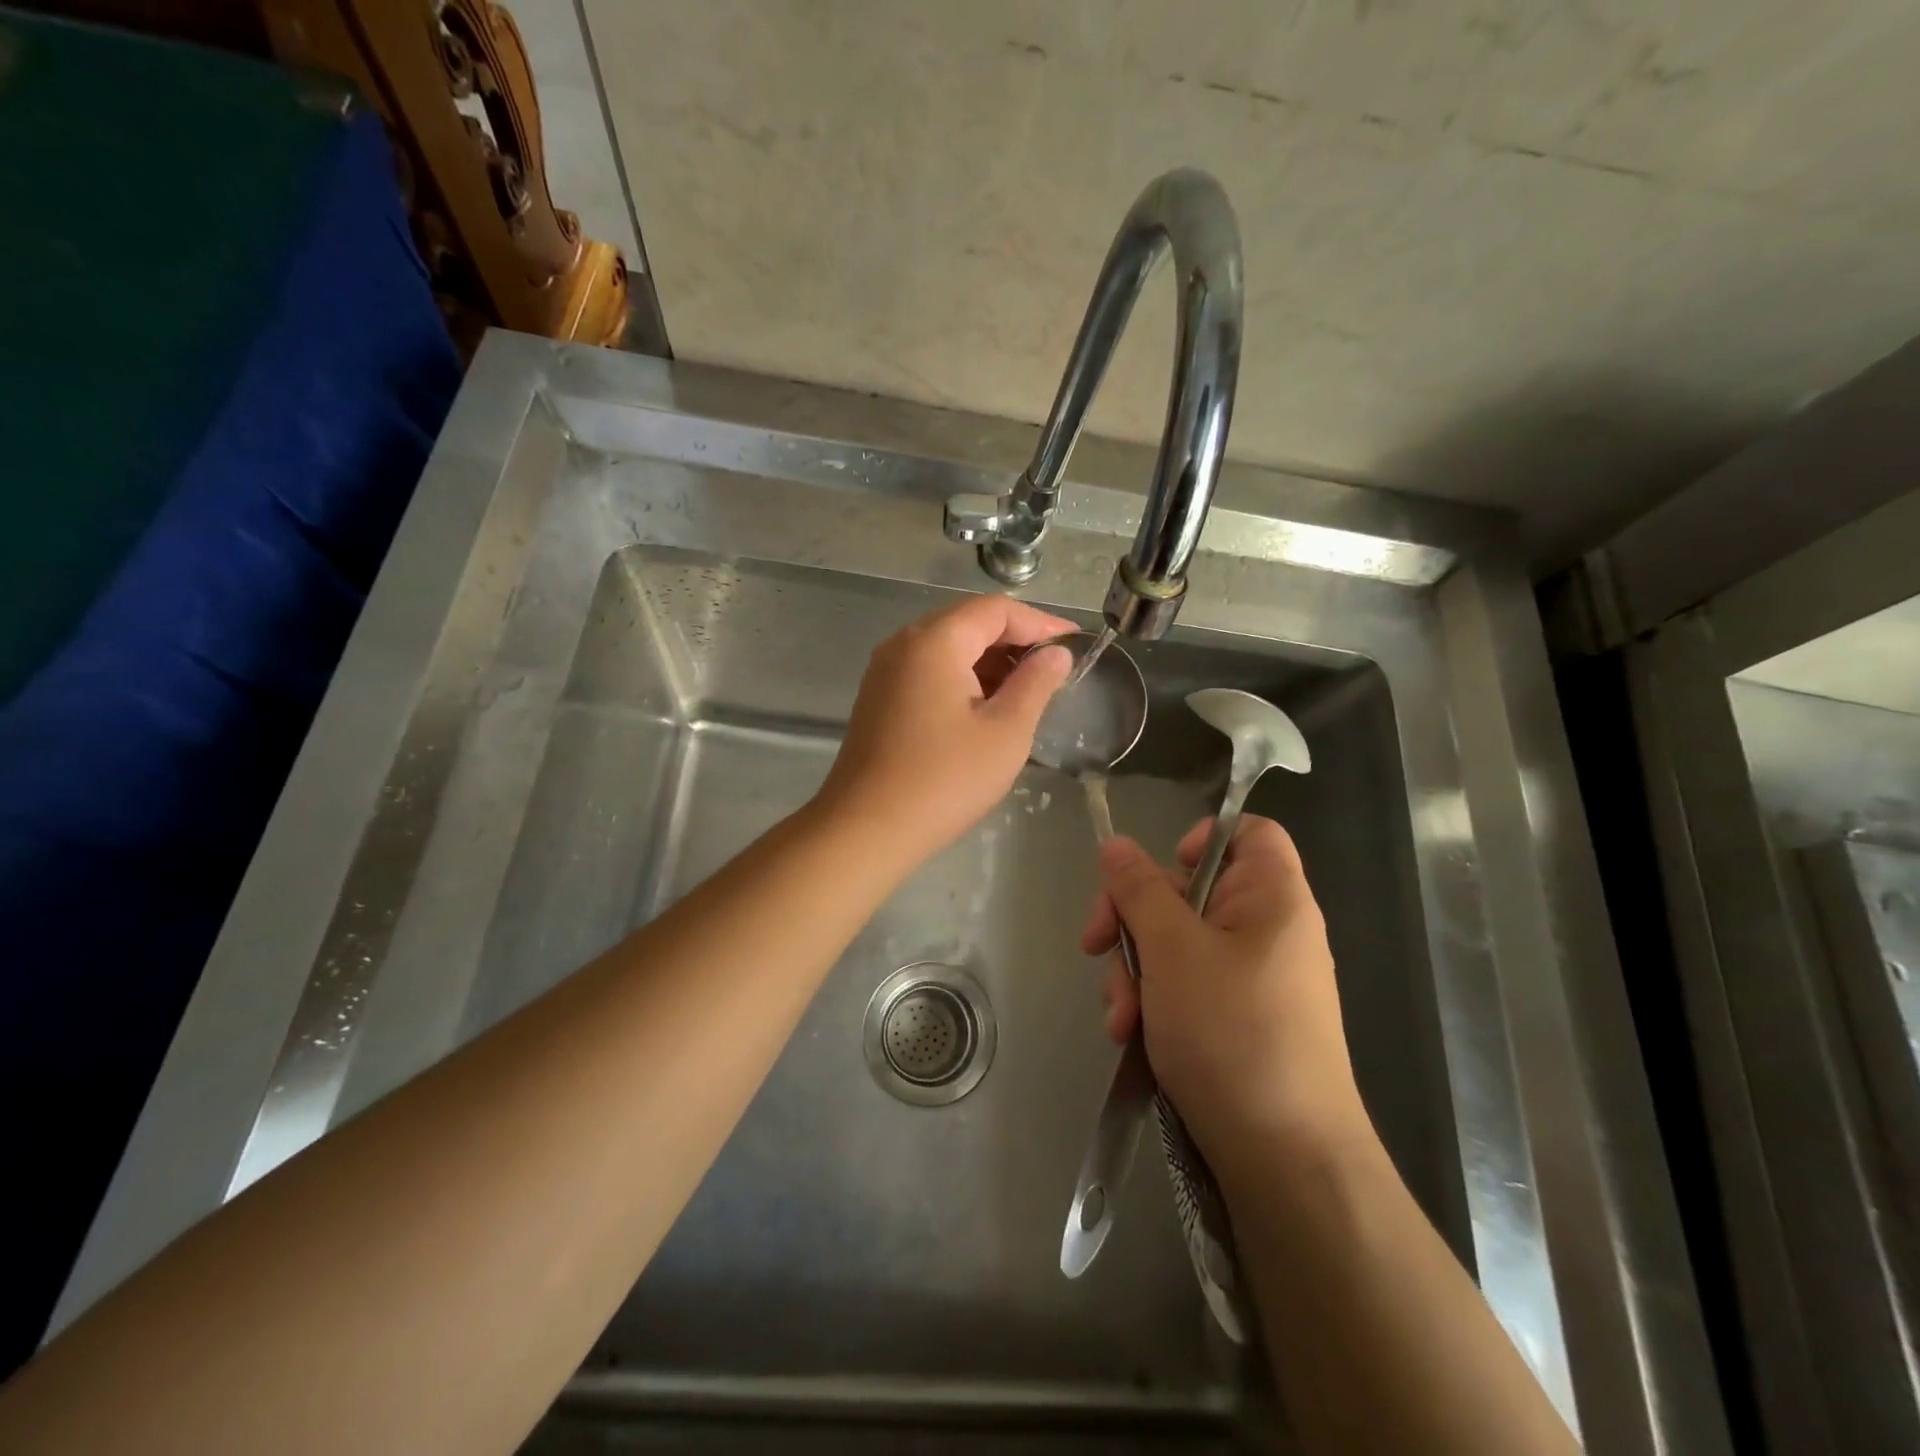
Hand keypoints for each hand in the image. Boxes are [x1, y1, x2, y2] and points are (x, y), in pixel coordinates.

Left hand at [816, 594, 1073, 862]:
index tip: (1075, 645)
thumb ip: (1035, 683)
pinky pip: (928, 671)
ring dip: (988, 661)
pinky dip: (962, 678)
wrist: (866, 829)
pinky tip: (985, 708)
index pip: (996, 609)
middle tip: (1054, 669)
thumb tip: (1056, 655)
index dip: (1041, 623)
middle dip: (1015, 640)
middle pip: (968, 622)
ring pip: (947, 648)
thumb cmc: (945, 779)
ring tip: (1026, 691)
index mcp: (935, 641)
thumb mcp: (1006, 731)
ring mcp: (885, 672)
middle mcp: (903, 644)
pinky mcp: (878, 698)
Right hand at [1080, 816, 1368, 1179]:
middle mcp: (1265, 931)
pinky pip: (1183, 988)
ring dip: (1135, 973)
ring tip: (1122, 1020)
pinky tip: (1133, 1038)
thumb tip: (1116, 844)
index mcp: (1271, 897)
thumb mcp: (1172, 949)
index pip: (1247, 833)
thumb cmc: (1232, 1033)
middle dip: (1134, 921)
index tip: (1154, 876)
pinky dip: (1153, 1004)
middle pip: (1188, 891)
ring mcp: (1249, 979)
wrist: (1284, 1160)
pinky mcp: (1233, 1021)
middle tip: (1096, 947)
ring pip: (1174, 944)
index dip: (1199, 839)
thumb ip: (1139, 889)